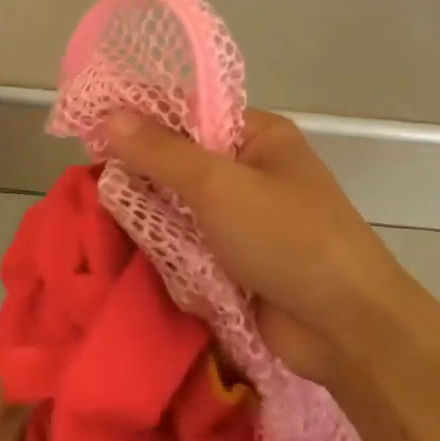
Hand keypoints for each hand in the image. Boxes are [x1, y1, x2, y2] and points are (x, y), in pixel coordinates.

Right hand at [101, 109, 409, 384]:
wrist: (347, 328)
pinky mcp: (238, 262)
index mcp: (258, 135)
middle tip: (96, 185)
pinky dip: (170, 252)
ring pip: (182, 208)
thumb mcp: (219, 185)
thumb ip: (161, 153)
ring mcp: (246, 220)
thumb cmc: (288, 237)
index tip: (92, 132)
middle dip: (144, 176)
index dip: (142, 120)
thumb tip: (109, 116)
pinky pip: (191, 246)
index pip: (189, 113)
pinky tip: (139, 255)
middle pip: (182, 163)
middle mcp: (251, 171)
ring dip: (155, 219)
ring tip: (110, 223)